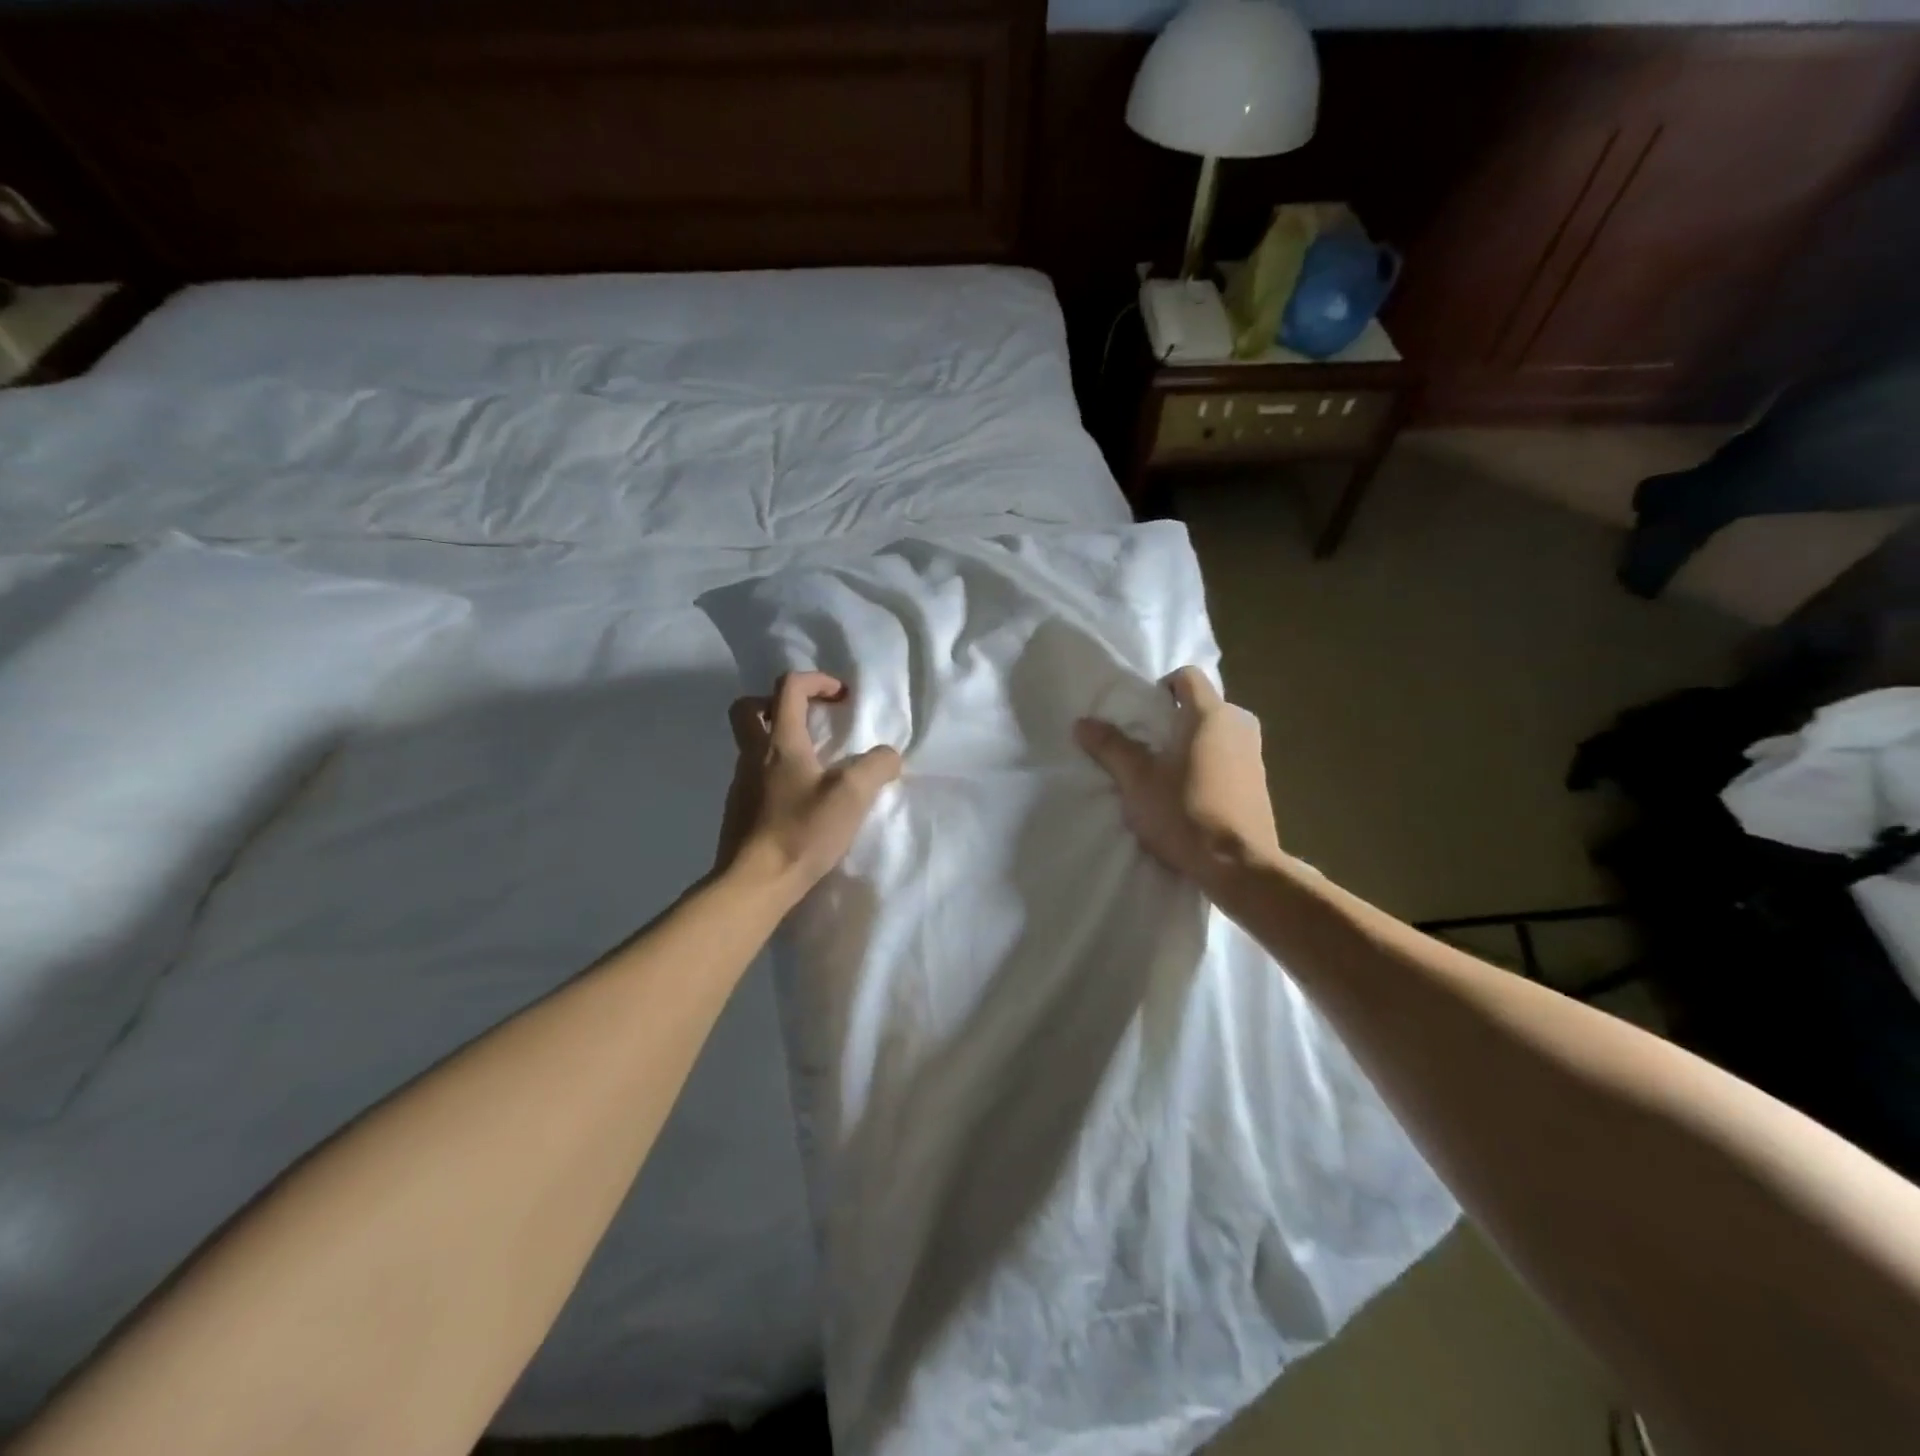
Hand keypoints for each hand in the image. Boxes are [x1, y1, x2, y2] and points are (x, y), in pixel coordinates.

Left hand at [715, 671, 902, 900]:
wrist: (754, 884)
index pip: (788, 687)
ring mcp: (741, 785)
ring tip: (814, 765)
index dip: (817, 681)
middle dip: (778, 702)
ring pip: (751, 745)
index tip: (842, 698)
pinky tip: (800, 800)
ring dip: (779, 741)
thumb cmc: (802, 832)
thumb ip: (876, 766)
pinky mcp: (739, 812)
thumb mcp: (852, 795)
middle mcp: (752, 756)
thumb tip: (887, 756)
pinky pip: (755, 777)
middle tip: (808, 719)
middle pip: (749, 708)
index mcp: (779, 743)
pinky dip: (776, 774)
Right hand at [1073, 666, 1280, 887]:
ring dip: (1193, 743)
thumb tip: (1082, 723)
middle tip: (1148, 745)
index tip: (1142, 714)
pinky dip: (1211, 763)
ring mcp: (1255, 753)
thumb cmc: (1184, 812)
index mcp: (1209, 714)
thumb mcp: (1137, 781)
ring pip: (1218, 732)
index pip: (1187, 676)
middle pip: (1203, 704)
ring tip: (1167, 772)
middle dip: (1175, 719)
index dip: (1161, 687)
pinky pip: (1230, 756)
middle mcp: (1238, 724)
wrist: (1238, 865)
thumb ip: (1111, 747)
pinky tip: (1192, 793)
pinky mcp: (1261, 781)